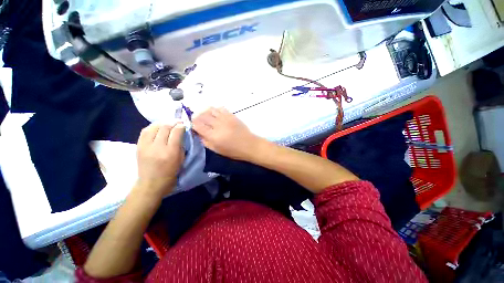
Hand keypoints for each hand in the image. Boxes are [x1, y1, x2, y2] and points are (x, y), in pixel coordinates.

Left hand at [135, 123, 185, 197]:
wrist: (151, 183)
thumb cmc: (171, 172)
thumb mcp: (181, 159)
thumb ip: (181, 145)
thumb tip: (182, 133)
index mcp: (171, 152)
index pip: (176, 132)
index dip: (181, 126)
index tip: (184, 124)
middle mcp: (157, 147)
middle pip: (165, 127)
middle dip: (173, 122)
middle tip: (178, 122)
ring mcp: (145, 146)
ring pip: (154, 126)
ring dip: (162, 123)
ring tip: (168, 123)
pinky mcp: (138, 146)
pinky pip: (145, 131)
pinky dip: (152, 127)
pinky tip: (157, 127)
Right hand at [192, 107, 261, 160]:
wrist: (249, 145)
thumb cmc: (233, 151)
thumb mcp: (217, 150)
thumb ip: (205, 142)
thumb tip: (198, 133)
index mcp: (213, 136)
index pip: (197, 125)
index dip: (193, 124)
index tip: (193, 126)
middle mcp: (218, 125)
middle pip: (202, 116)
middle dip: (197, 117)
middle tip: (198, 120)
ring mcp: (225, 119)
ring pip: (210, 110)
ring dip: (205, 112)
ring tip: (206, 116)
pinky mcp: (232, 115)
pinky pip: (220, 108)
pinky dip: (215, 110)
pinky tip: (215, 114)